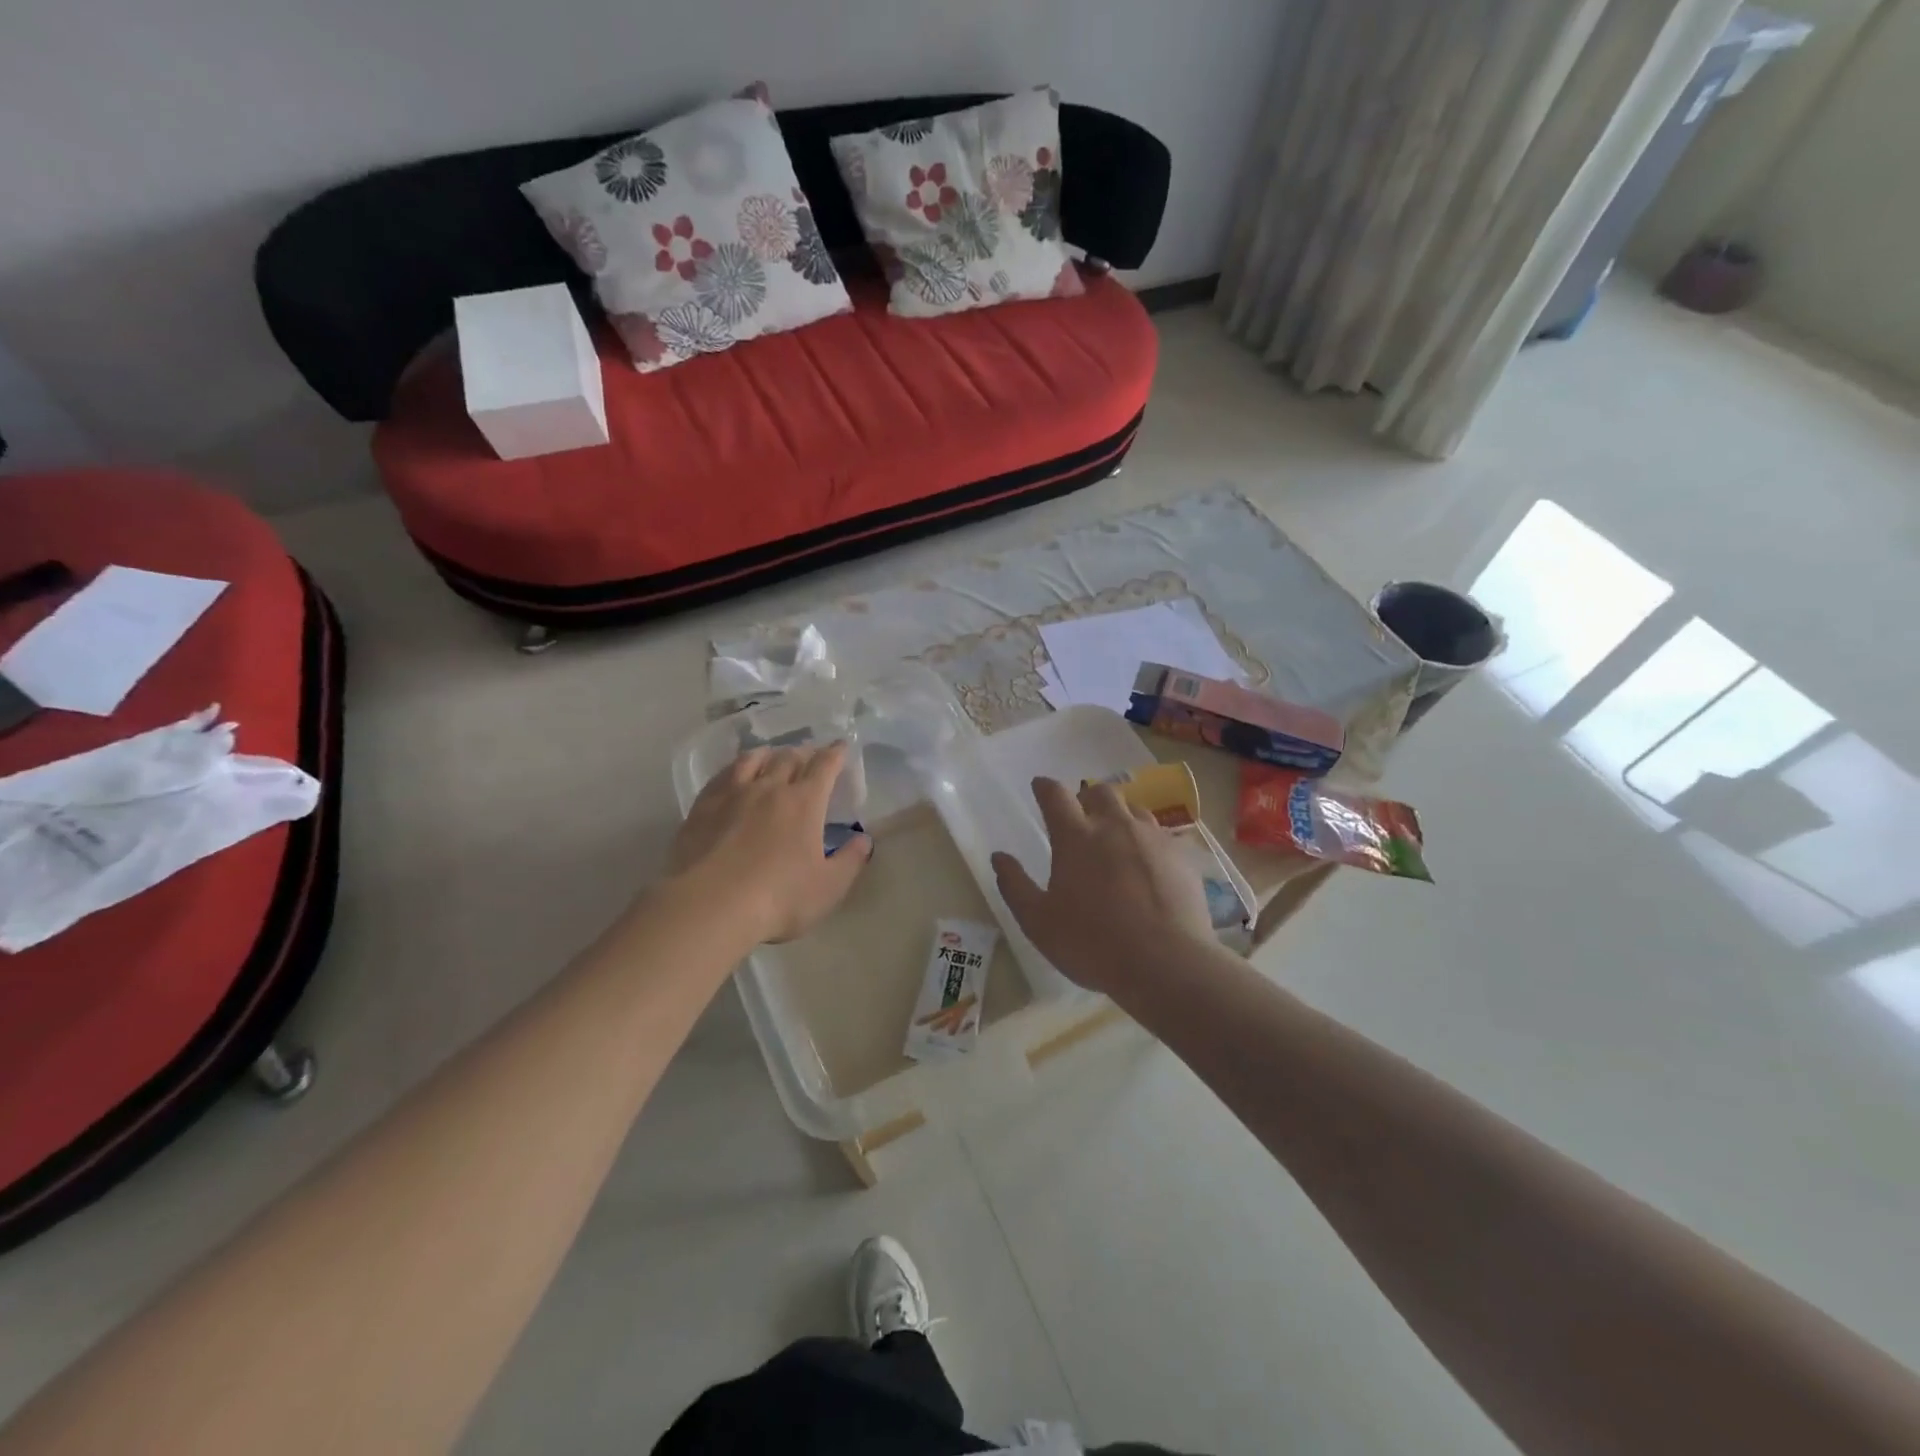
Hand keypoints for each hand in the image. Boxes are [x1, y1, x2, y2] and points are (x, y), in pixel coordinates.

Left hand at [669, 743, 870, 944]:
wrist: (709, 906)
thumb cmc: (778, 898)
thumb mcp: (828, 887)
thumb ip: (850, 861)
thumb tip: (864, 840)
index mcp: (805, 802)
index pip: (824, 766)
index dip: (835, 754)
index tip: (840, 746)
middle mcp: (770, 788)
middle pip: (788, 758)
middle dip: (803, 753)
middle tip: (809, 756)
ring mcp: (732, 795)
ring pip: (753, 760)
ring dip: (768, 754)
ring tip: (772, 756)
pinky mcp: (702, 808)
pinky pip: (722, 776)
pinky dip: (734, 768)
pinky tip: (732, 775)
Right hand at [991, 777, 1214, 997]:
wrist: (1166, 963)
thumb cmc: (1092, 944)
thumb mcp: (1039, 922)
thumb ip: (1015, 885)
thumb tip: (999, 856)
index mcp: (1076, 837)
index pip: (1055, 795)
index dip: (1045, 787)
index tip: (1040, 787)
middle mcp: (1115, 826)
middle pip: (1100, 792)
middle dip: (1087, 797)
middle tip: (1081, 815)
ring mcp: (1152, 838)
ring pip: (1134, 809)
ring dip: (1120, 816)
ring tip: (1117, 838)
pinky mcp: (1181, 855)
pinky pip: (1162, 835)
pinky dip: (1149, 841)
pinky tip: (1149, 864)